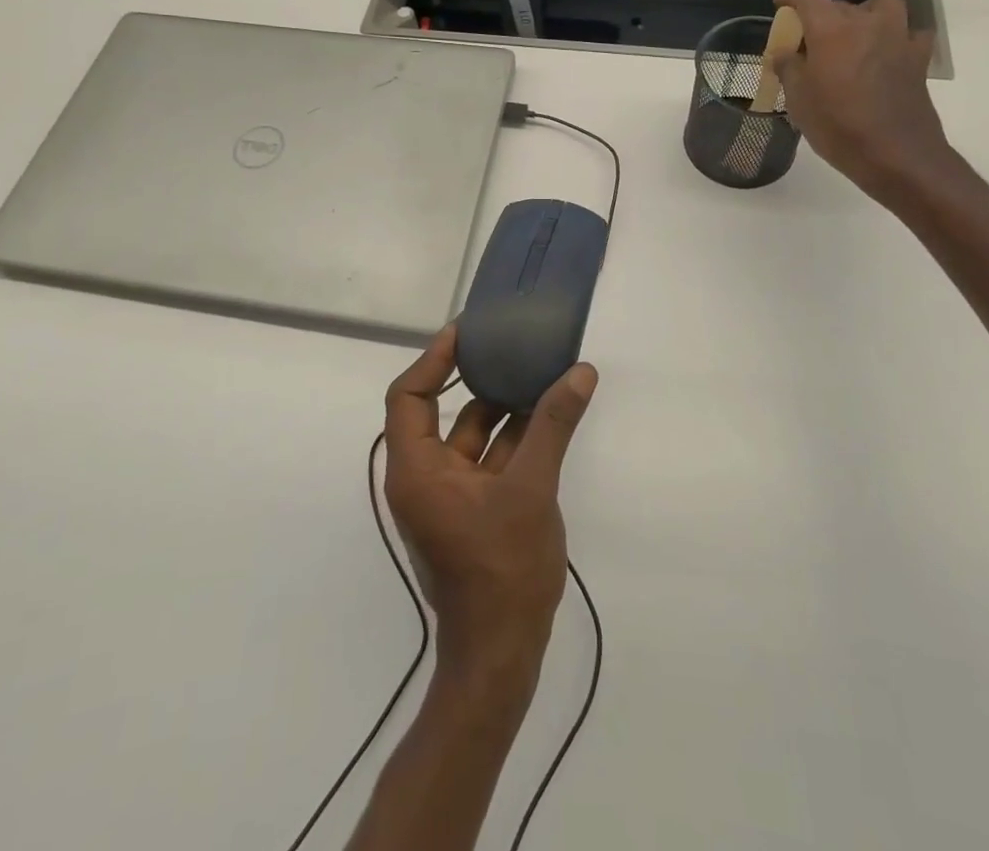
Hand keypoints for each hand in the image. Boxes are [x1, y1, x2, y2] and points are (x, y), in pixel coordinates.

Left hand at [382, 325, 598, 681]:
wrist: (502, 656)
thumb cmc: (503, 569)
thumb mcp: (531, 489)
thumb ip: (553, 426)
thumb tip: (580, 372)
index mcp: (417, 470)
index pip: (408, 397)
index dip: (433, 359)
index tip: (466, 332)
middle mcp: (425, 478)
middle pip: (441, 412)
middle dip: (475, 378)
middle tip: (506, 343)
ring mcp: (450, 497)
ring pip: (472, 437)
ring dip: (503, 407)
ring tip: (536, 370)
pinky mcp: (474, 512)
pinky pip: (490, 461)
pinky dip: (514, 438)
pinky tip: (548, 415)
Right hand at [772, 0, 955, 202]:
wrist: (896, 155)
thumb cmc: (838, 126)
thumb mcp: (799, 100)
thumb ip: (789, 69)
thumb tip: (784, 53)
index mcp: (832, 30)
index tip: (780, 2)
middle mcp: (867, 24)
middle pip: (842, 4)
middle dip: (823, 14)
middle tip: (810, 38)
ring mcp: (897, 39)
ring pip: (884, 6)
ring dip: (867, 12)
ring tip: (854, 33)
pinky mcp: (918, 59)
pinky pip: (910, 33)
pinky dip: (897, 35)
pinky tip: (886, 52)